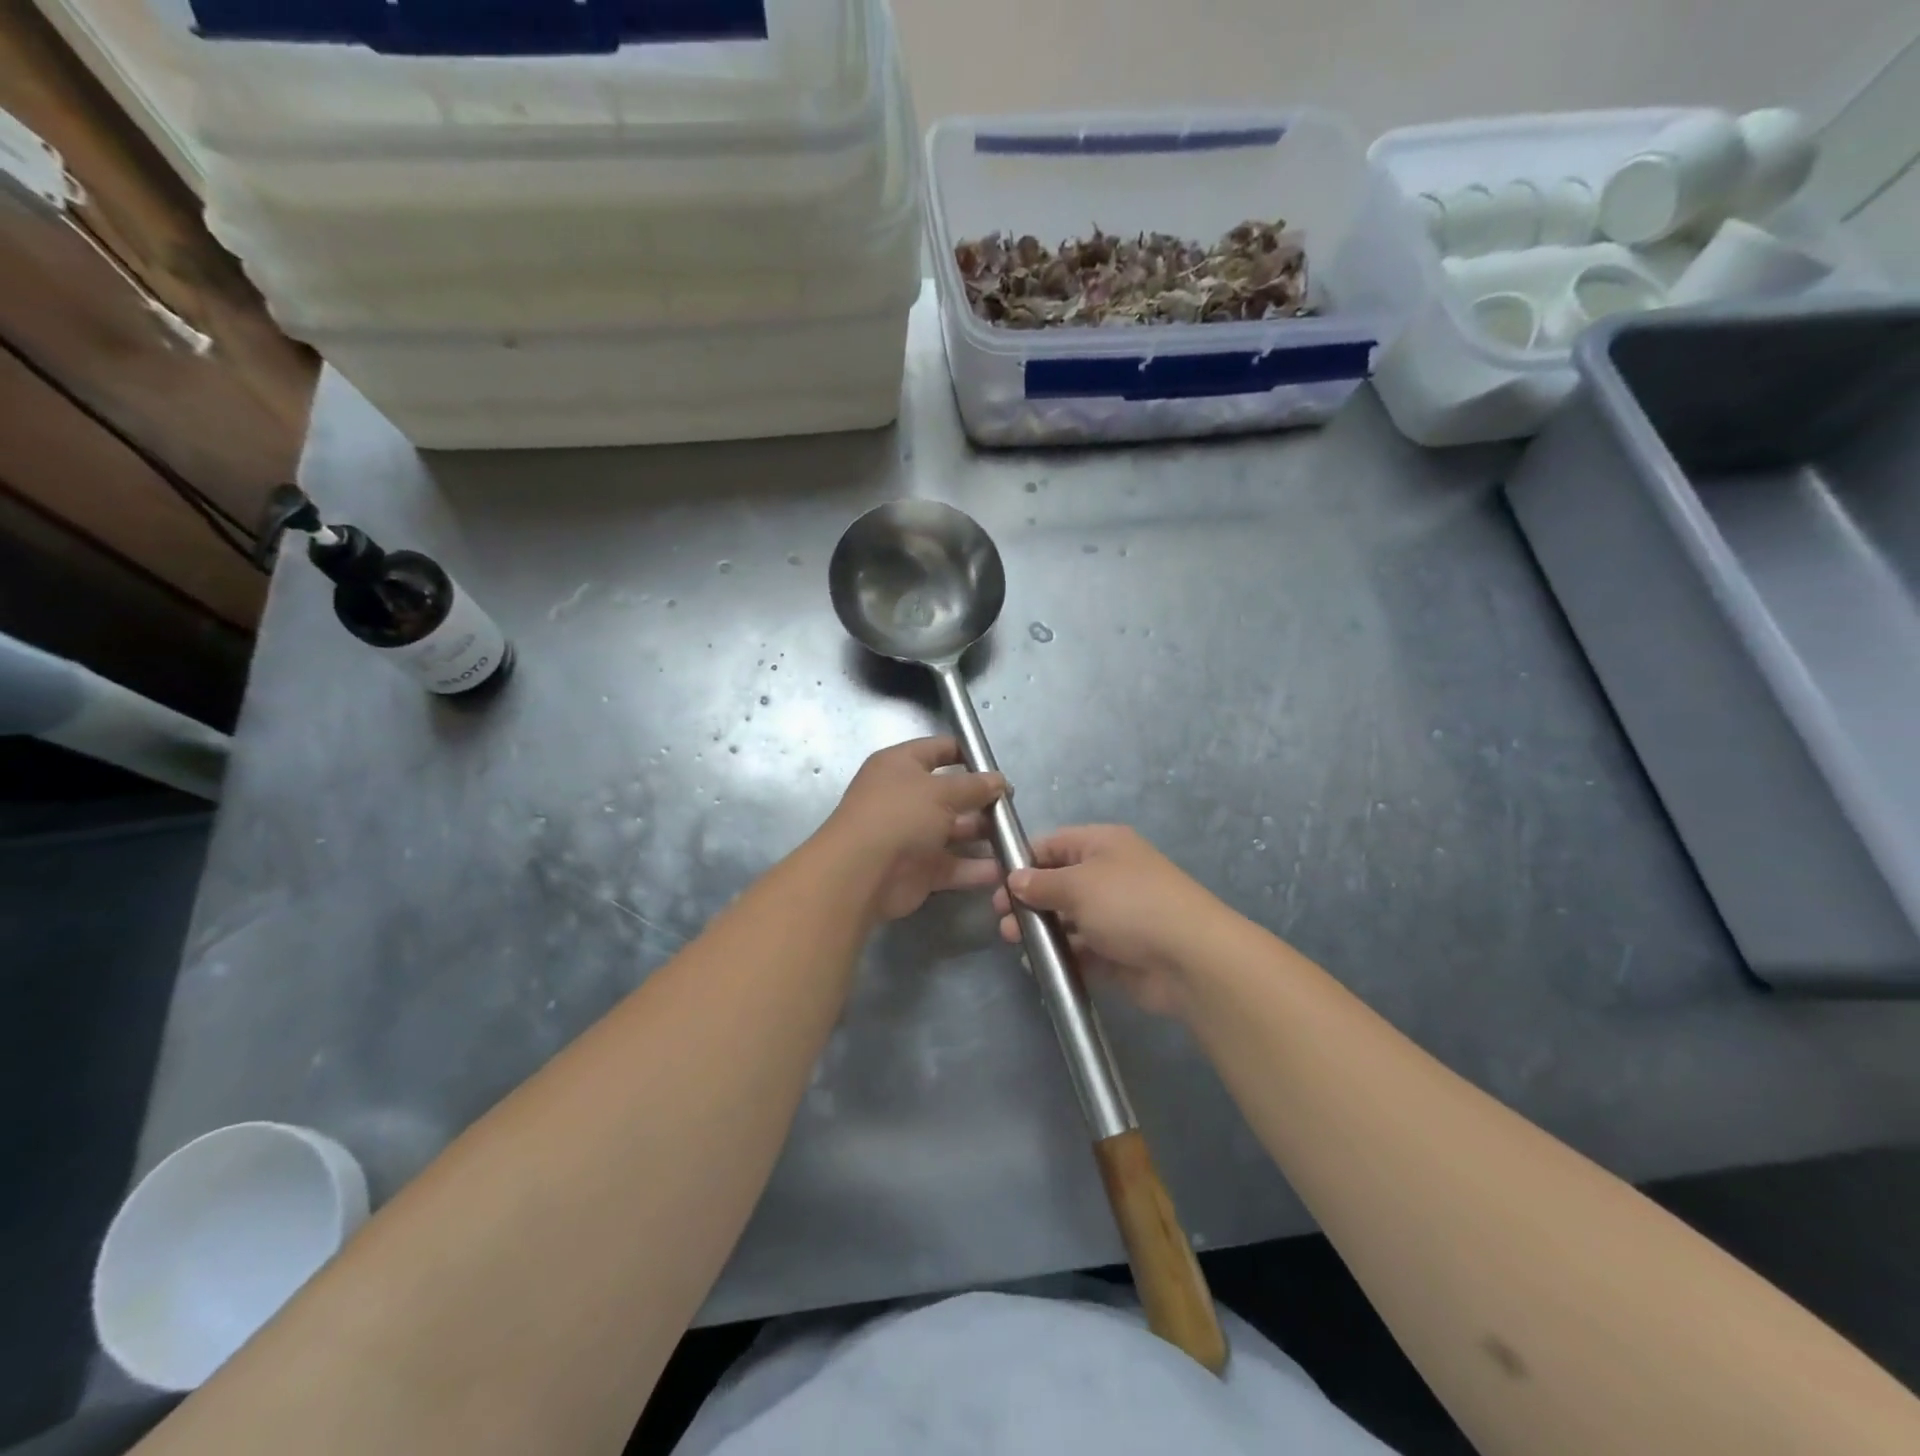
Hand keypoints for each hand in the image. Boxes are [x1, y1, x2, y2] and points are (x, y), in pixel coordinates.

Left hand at [821, 737, 1005, 921]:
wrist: (861, 872)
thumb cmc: (899, 815)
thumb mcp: (941, 791)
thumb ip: (974, 786)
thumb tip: (999, 781)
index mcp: (901, 765)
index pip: (939, 749)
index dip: (968, 754)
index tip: (999, 768)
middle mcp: (905, 797)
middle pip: (951, 794)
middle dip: (982, 800)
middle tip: (1014, 808)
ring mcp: (912, 835)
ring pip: (955, 832)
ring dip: (984, 835)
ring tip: (1016, 838)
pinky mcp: (919, 870)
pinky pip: (954, 865)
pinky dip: (977, 868)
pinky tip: (1006, 869)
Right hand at [992, 825, 1223, 1016]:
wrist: (1190, 958)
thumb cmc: (1130, 904)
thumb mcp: (1078, 885)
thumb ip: (1041, 883)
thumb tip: (1016, 880)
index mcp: (1103, 845)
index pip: (1053, 844)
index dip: (1023, 860)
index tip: (995, 882)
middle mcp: (1109, 876)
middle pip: (1058, 882)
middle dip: (1028, 899)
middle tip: (1002, 919)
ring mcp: (1116, 916)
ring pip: (1068, 918)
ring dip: (1041, 928)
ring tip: (1015, 941)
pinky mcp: (1119, 952)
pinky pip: (1082, 950)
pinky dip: (1061, 955)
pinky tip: (1038, 964)